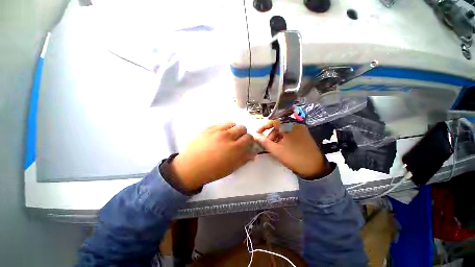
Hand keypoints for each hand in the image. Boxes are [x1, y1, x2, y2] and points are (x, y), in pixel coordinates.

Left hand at [171, 122, 255, 190]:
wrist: (191, 167)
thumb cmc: (213, 170)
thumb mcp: (231, 167)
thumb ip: (244, 159)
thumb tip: (254, 154)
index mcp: (235, 148)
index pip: (249, 137)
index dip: (249, 140)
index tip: (246, 144)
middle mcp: (227, 136)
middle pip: (242, 127)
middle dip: (242, 134)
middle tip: (237, 140)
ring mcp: (217, 130)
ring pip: (232, 123)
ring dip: (232, 129)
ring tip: (227, 137)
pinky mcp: (208, 128)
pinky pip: (220, 124)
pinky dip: (222, 129)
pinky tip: (217, 136)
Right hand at [255, 120, 329, 177]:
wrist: (315, 167)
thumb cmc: (293, 157)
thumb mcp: (276, 150)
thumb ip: (264, 142)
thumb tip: (255, 137)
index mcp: (289, 126)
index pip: (273, 121)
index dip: (264, 126)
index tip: (258, 132)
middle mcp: (296, 125)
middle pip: (279, 127)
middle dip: (271, 134)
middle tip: (268, 144)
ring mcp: (301, 130)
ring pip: (284, 131)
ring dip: (277, 137)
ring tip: (275, 147)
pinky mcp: (305, 135)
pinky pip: (291, 134)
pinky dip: (284, 139)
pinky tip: (283, 147)